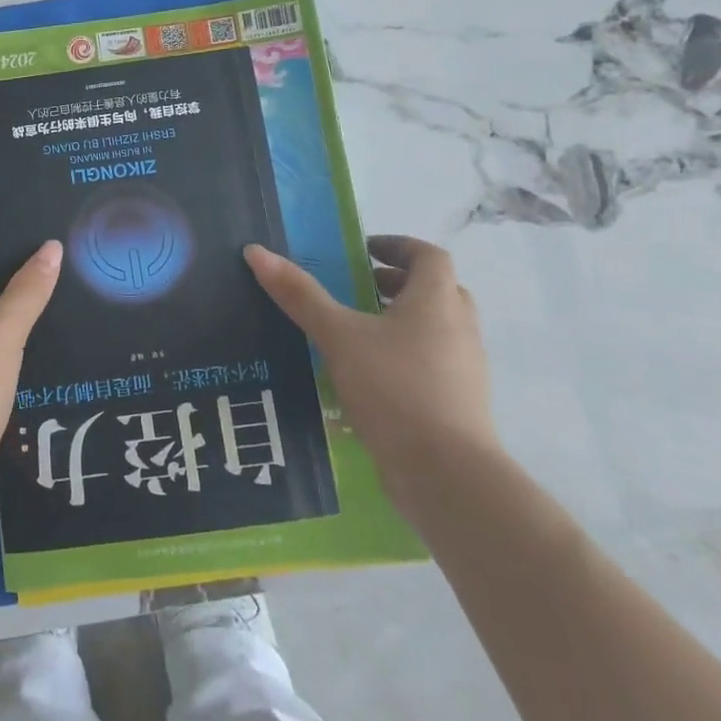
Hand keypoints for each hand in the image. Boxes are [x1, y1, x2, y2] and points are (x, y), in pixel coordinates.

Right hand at [244, 235, 498, 515]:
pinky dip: (407, 356)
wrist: (446, 474)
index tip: (363, 251)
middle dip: (399, 283)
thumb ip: (299, 295)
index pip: (429, 255)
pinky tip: (370, 377)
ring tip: (357, 332)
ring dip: (404, 320)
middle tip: (359, 287)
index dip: (398, 246)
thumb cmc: (394, 388)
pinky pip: (435, 364)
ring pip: (438, 329)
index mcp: (436, 301)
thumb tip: (256, 251)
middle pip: (438, 290)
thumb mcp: (338, 336)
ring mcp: (465, 369)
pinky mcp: (460, 404)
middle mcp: (459, 328)